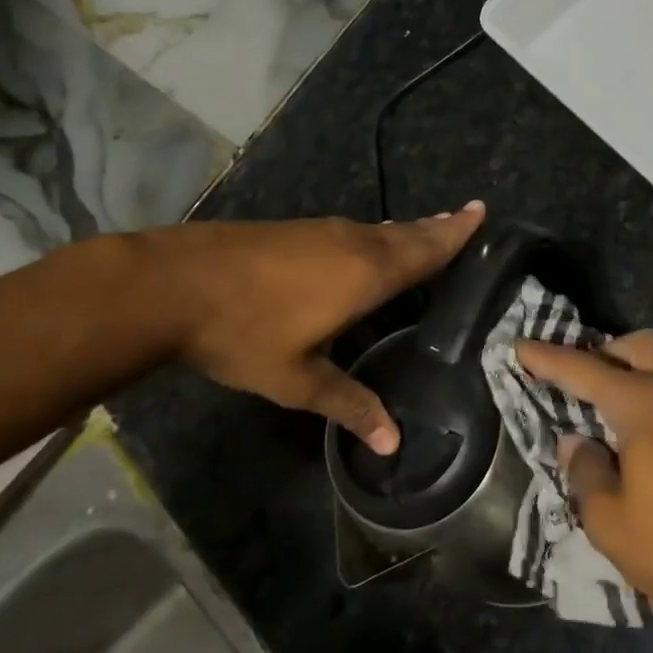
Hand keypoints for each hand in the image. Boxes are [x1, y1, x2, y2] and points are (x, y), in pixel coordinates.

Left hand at [143, 203, 484, 451]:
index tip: (480, 210)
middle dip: (437, 228)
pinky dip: (374, 236)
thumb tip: (393, 442)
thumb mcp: (297, 380)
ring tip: (425, 233)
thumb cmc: (244, 332)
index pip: (425, 251)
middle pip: (406, 233)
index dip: (455, 233)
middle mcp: (352, 244)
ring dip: (406, 231)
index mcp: (366, 274)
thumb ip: (348, 405)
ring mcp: (320, 232)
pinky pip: (352, 231)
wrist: (172, 284)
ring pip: (377, 230)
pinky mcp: (294, 230)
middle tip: (465, 218)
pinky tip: (366, 247)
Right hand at [515, 330, 652, 627]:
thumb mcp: (611, 521)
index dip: (547, 358)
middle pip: (640, 346)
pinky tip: (635, 446)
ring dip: (629, 377)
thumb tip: (577, 444)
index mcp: (641, 403)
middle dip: (605, 352)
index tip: (519, 346)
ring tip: (601, 417)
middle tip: (579, 383)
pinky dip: (648, 404)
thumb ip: (585, 474)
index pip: (583, 369)